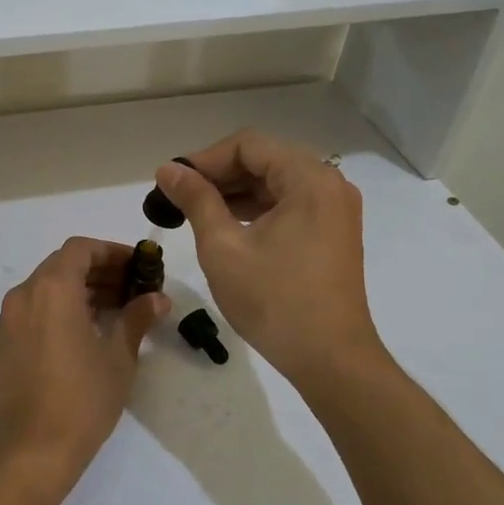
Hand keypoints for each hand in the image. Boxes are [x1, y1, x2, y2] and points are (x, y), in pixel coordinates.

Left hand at [0, 238, 169, 495]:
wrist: (28, 452)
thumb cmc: (81, 400)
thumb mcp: (117, 358)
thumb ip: (136, 319)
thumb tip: (158, 299)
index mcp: (52, 288)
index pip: (81, 249)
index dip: (112, 252)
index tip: (139, 267)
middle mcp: (25, 294)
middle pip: (63, 266)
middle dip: (99, 271)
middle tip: (134, 288)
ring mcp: (9, 320)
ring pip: (47, 288)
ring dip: (81, 290)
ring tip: (117, 310)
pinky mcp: (4, 344)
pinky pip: (35, 310)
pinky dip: (61, 309)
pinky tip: (87, 331)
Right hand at [154, 130, 388, 389]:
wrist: (330, 359)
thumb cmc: (274, 300)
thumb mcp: (223, 246)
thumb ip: (196, 199)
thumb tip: (168, 169)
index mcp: (309, 179)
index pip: (248, 145)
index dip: (205, 158)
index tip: (172, 182)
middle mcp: (329, 184)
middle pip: (264, 159)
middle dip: (218, 174)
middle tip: (178, 197)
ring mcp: (335, 210)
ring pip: (276, 182)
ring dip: (235, 192)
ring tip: (195, 211)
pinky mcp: (333, 232)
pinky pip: (289, 204)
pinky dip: (256, 209)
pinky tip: (227, 226)